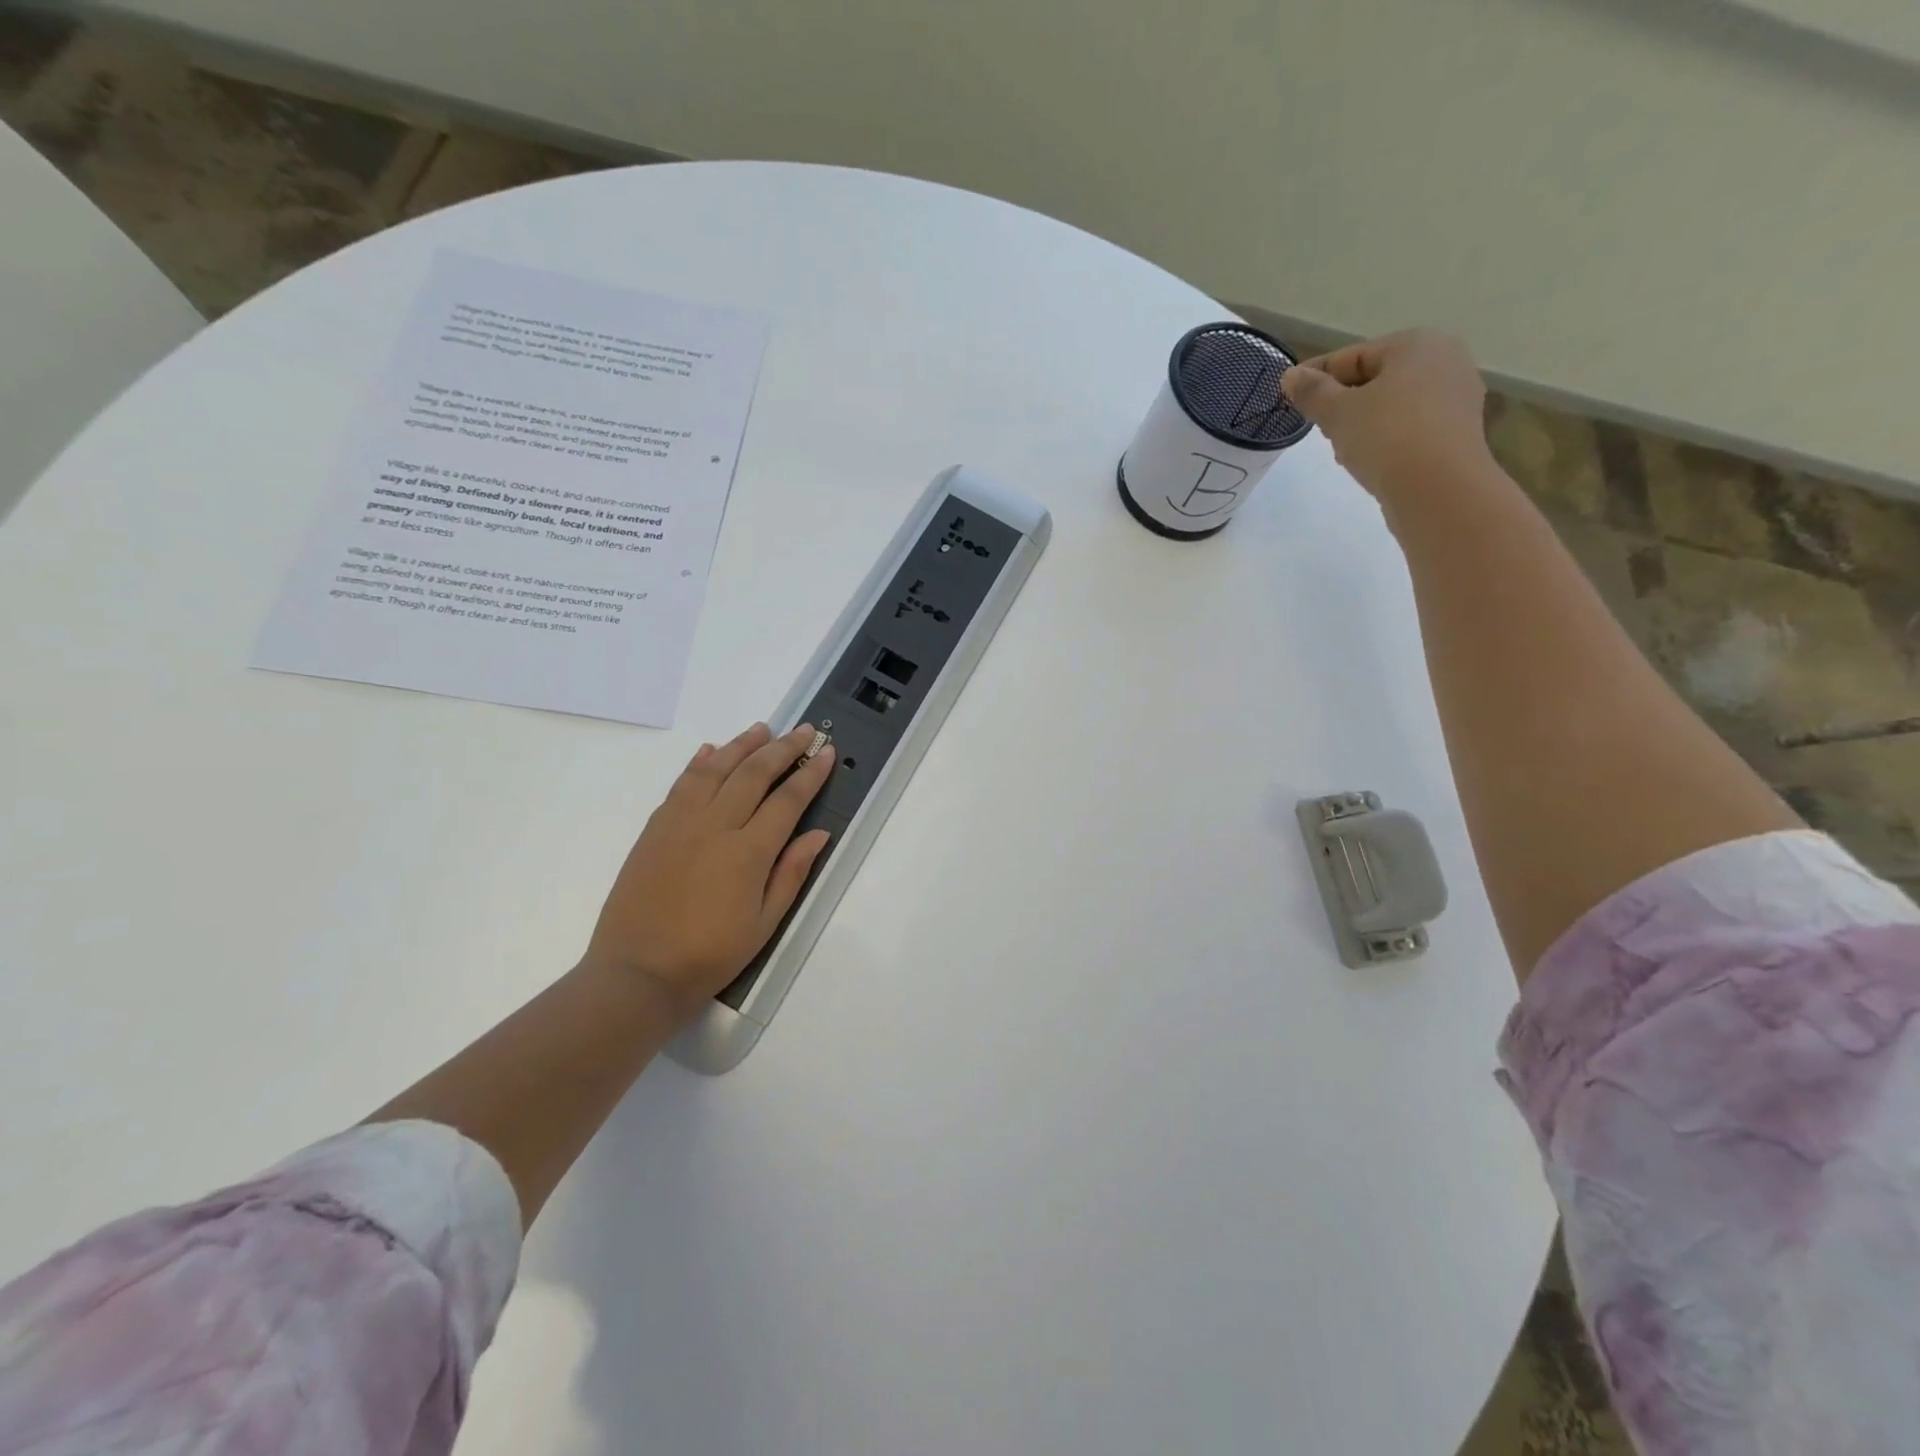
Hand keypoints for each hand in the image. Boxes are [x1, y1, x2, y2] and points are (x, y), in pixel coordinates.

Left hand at [582, 722, 835, 1019]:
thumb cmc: (709, 955)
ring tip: (762, 729)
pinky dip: (700, 763)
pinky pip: (682, 784)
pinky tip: (712, 752)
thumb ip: (791, 873)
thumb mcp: (764, 923)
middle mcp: (715, 826)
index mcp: (748, 852)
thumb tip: (818, 834)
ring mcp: (680, 822)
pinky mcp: (655, 828)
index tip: (827, 753)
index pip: (788, 799)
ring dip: (742, 745)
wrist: (637, 972)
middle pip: (754, 773)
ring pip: (716, 769)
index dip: (811, 774)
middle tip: (805, 730)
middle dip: (783, 748)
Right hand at [1281, 330, 1492, 504]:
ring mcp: (1455, 398)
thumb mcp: (1337, 412)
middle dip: (1341, 401)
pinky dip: (1384, 438)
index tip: (1288, 396)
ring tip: (1339, 448)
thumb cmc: (1386, 437)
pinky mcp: (1456, 433)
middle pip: (1375, 379)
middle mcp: (1444, 362)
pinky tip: (1367, 460)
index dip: (1315, 376)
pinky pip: (1408, 428)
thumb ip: (1312, 392)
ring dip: (1361, 422)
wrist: (1438, 489)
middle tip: (1315, 425)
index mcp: (1416, 344)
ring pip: (1392, 405)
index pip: (1352, 356)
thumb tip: (1291, 376)